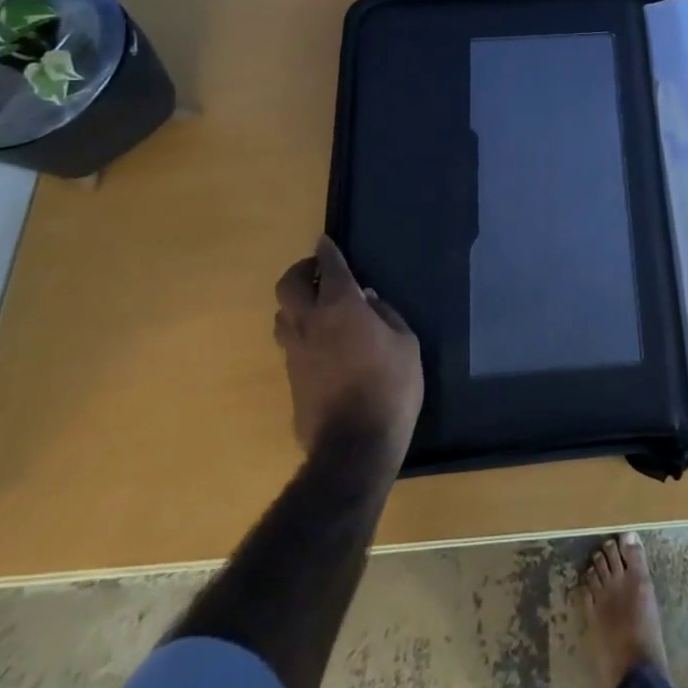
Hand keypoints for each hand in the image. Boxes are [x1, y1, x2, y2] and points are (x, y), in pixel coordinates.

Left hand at [273, 235, 423, 460]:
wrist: (354, 446)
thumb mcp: (406, 344)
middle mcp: (311, 323)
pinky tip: (321, 340)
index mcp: (341, 307)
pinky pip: (290, 342)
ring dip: (295, 303)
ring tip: (316, 305)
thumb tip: (368, 300)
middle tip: (317, 271)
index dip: (327, 252)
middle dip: (300, 271)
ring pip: (282, 315)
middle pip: (288, 286)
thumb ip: (385, 315)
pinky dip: (300, 330)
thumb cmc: (391, 387)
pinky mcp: (291, 378)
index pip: (329, 268)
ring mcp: (295, 352)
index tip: (324, 241)